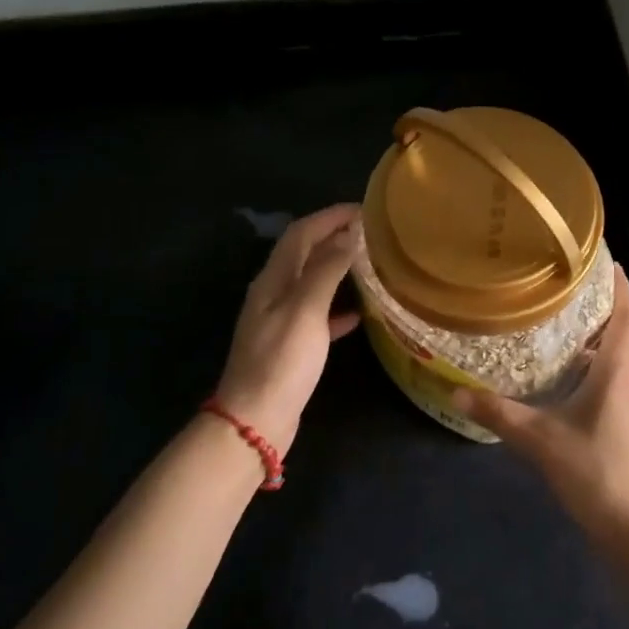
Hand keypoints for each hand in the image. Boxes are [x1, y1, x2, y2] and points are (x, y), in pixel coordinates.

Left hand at [215, 204, 361, 452]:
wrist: (256, 419)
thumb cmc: (281, 362)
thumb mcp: (305, 311)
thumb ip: (326, 271)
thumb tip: (348, 235)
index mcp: (273, 280)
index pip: (301, 233)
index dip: (330, 216)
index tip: (364, 208)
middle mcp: (274, 293)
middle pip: (304, 253)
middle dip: (334, 236)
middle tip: (372, 232)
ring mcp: (280, 320)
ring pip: (312, 282)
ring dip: (338, 267)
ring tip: (370, 263)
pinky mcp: (291, 345)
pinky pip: (318, 314)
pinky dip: (337, 306)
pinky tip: (359, 313)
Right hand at [453, 266, 628, 545]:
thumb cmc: (598, 471)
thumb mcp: (541, 440)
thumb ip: (499, 413)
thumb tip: (455, 391)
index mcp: (620, 369)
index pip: (626, 313)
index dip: (617, 285)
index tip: (602, 260)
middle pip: (623, 332)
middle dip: (600, 308)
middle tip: (564, 289)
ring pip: (620, 359)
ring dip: (598, 340)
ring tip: (561, 328)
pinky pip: (617, 383)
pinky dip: (598, 369)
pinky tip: (570, 381)